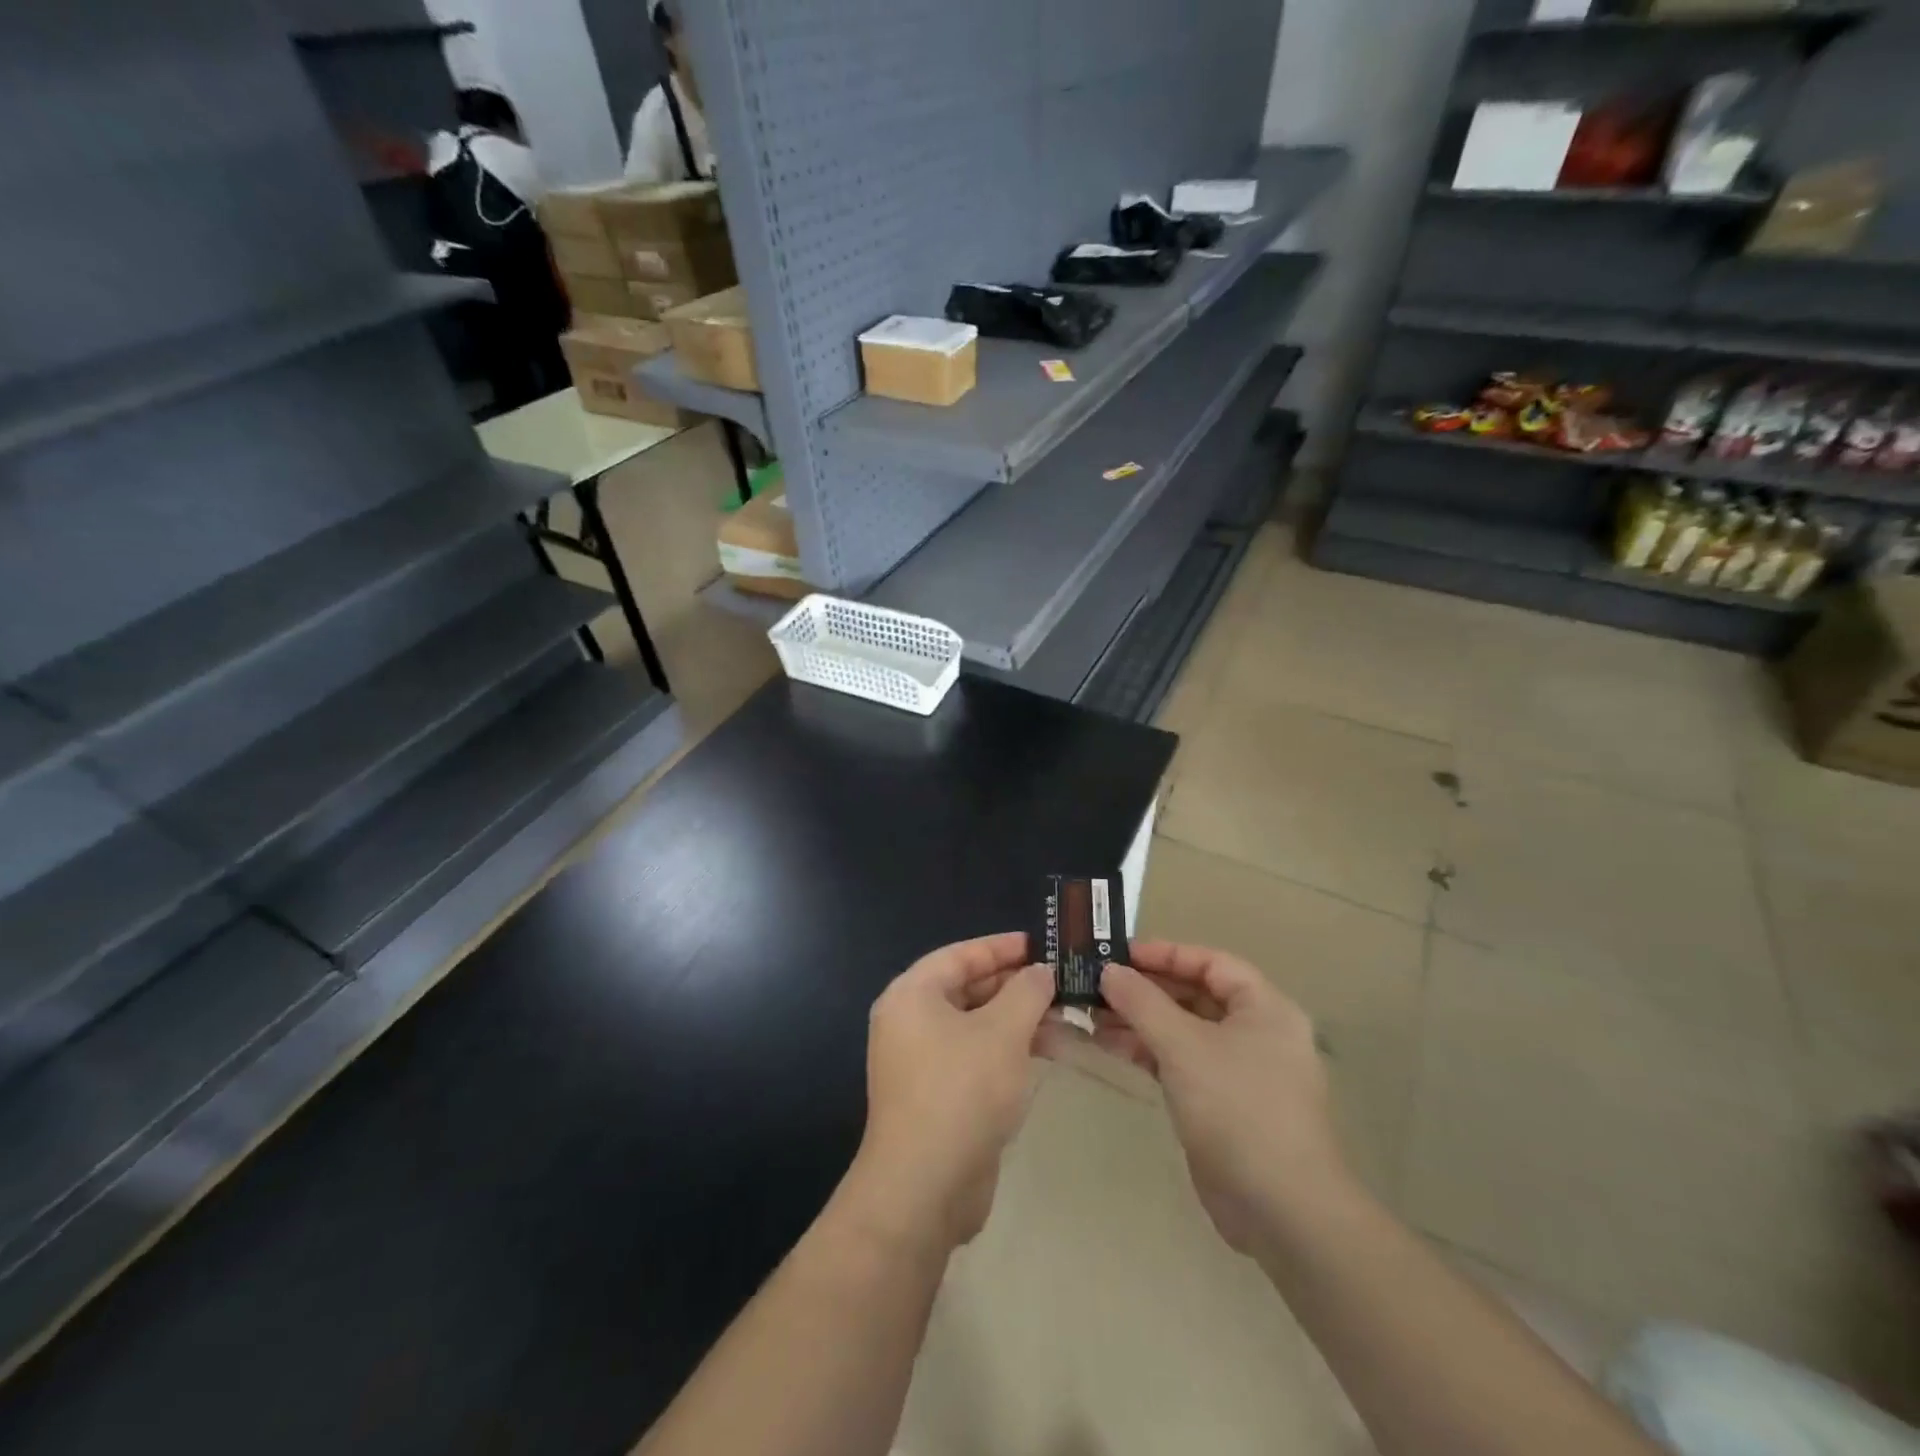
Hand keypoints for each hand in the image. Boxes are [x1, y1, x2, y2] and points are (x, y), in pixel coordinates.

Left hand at [842, 933, 1053, 1255]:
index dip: (1002, 947)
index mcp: (912, 995)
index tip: (1043, 944)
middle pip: (967, 988)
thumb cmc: (962, 1091)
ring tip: (1065, 1017)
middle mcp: (909, 1022)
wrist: (924, 1188)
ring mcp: (920, 1062)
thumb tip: (1042, 971)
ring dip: (1017, 1020)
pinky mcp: (936, 1096)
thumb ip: (1027, 992)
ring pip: (975, 1025)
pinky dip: (1007, 1050)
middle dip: (1015, 985)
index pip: (960, 954)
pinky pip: (975, 1057)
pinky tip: (1045, 1052)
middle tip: (1061, 981)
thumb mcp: (1003, 1032)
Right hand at [1094, 940, 1345, 1254]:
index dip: (1165, 954)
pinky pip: (1180, 1062)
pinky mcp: (1222, 1104)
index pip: (1211, 963)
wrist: (1282, 1210)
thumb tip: (1109, 970)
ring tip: (1092, 1014)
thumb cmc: (1238, 1108)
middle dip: (1145, 989)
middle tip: (1096, 984)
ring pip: (1183, 1030)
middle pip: (1195, 995)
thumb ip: (1143, 1003)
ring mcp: (1239, 1071)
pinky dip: (1148, 1052)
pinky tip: (1110, 1046)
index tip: (1119, 954)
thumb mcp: (1184, 1046)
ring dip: (1140, 1021)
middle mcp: (1256, 1032)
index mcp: (1264, 1008)